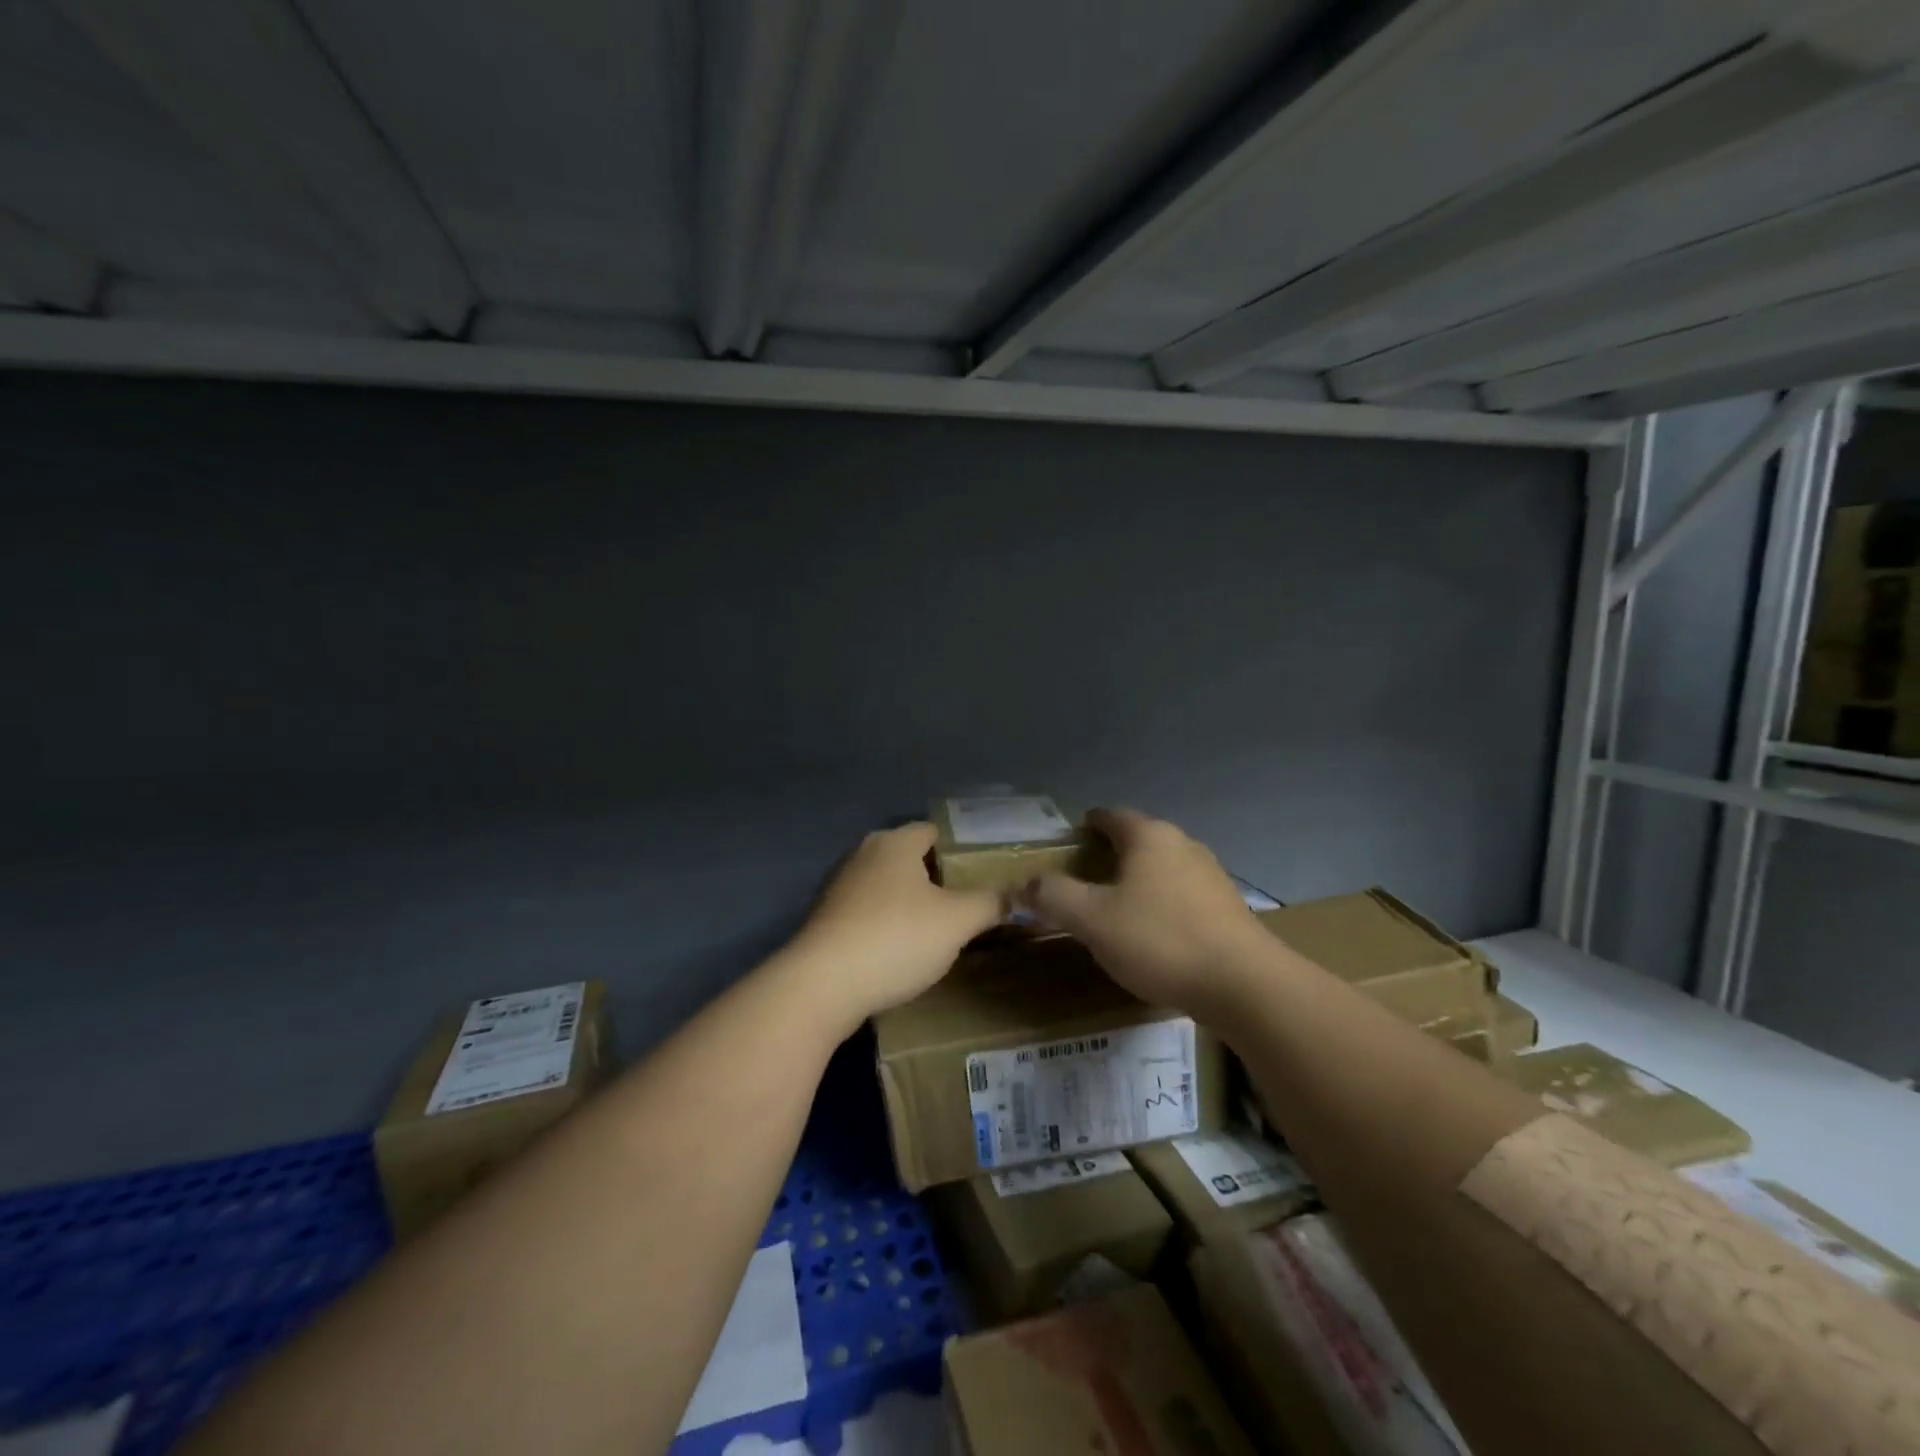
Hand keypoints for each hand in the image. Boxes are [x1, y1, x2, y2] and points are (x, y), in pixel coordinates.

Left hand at [786, 822, 1003, 1024]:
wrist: (822, 985)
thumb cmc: (896, 938)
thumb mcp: (957, 922)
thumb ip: (990, 903)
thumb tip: (1016, 895)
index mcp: (895, 842)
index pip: (933, 831)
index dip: (960, 849)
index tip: (982, 875)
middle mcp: (863, 853)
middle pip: (909, 858)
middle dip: (937, 879)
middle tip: (967, 904)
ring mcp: (839, 886)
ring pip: (887, 886)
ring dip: (910, 903)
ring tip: (938, 931)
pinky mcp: (825, 918)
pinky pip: (867, 911)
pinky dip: (886, 923)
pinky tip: (900, 950)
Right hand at [1021, 808, 1268, 1017]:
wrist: (1244, 985)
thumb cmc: (1160, 940)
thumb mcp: (1092, 920)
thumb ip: (1053, 896)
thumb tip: (1024, 884)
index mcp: (1149, 836)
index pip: (1110, 816)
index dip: (1085, 826)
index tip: (1067, 843)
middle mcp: (1182, 844)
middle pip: (1137, 839)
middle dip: (1109, 854)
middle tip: (1082, 879)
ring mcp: (1210, 873)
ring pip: (1161, 866)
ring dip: (1137, 879)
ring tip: (1114, 906)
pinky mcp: (1227, 905)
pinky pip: (1182, 892)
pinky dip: (1161, 901)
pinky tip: (1153, 931)